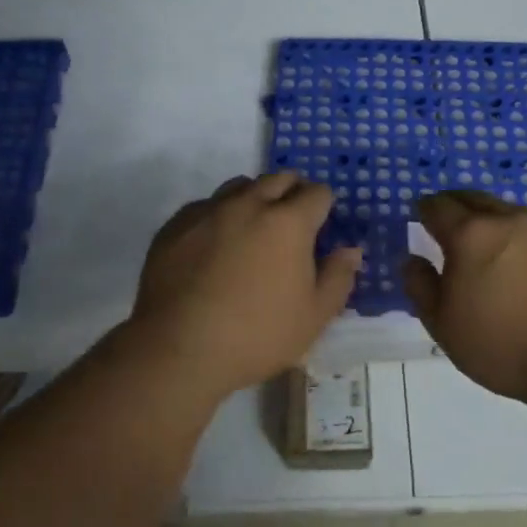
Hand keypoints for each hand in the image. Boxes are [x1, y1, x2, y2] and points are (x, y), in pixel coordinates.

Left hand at [129, 172, 362, 399]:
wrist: (178, 348)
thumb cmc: (256, 335)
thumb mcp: (314, 317)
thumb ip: (338, 278)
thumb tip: (351, 251)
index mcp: (288, 222)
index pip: (317, 193)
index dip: (324, 206)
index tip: (322, 224)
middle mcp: (249, 204)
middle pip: (279, 178)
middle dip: (293, 192)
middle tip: (293, 220)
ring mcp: (208, 211)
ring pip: (239, 185)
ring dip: (255, 197)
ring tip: (254, 227)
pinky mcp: (176, 225)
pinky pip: (205, 206)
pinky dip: (218, 215)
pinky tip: (214, 244)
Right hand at [403, 190, 526, 409]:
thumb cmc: (503, 345)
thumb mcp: (444, 326)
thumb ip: (420, 287)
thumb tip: (412, 260)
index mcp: (469, 235)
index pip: (437, 206)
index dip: (424, 209)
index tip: (419, 216)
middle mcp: (506, 220)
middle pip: (473, 198)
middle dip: (455, 204)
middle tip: (447, 219)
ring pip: (508, 210)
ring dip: (491, 217)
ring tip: (486, 239)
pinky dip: (526, 235)